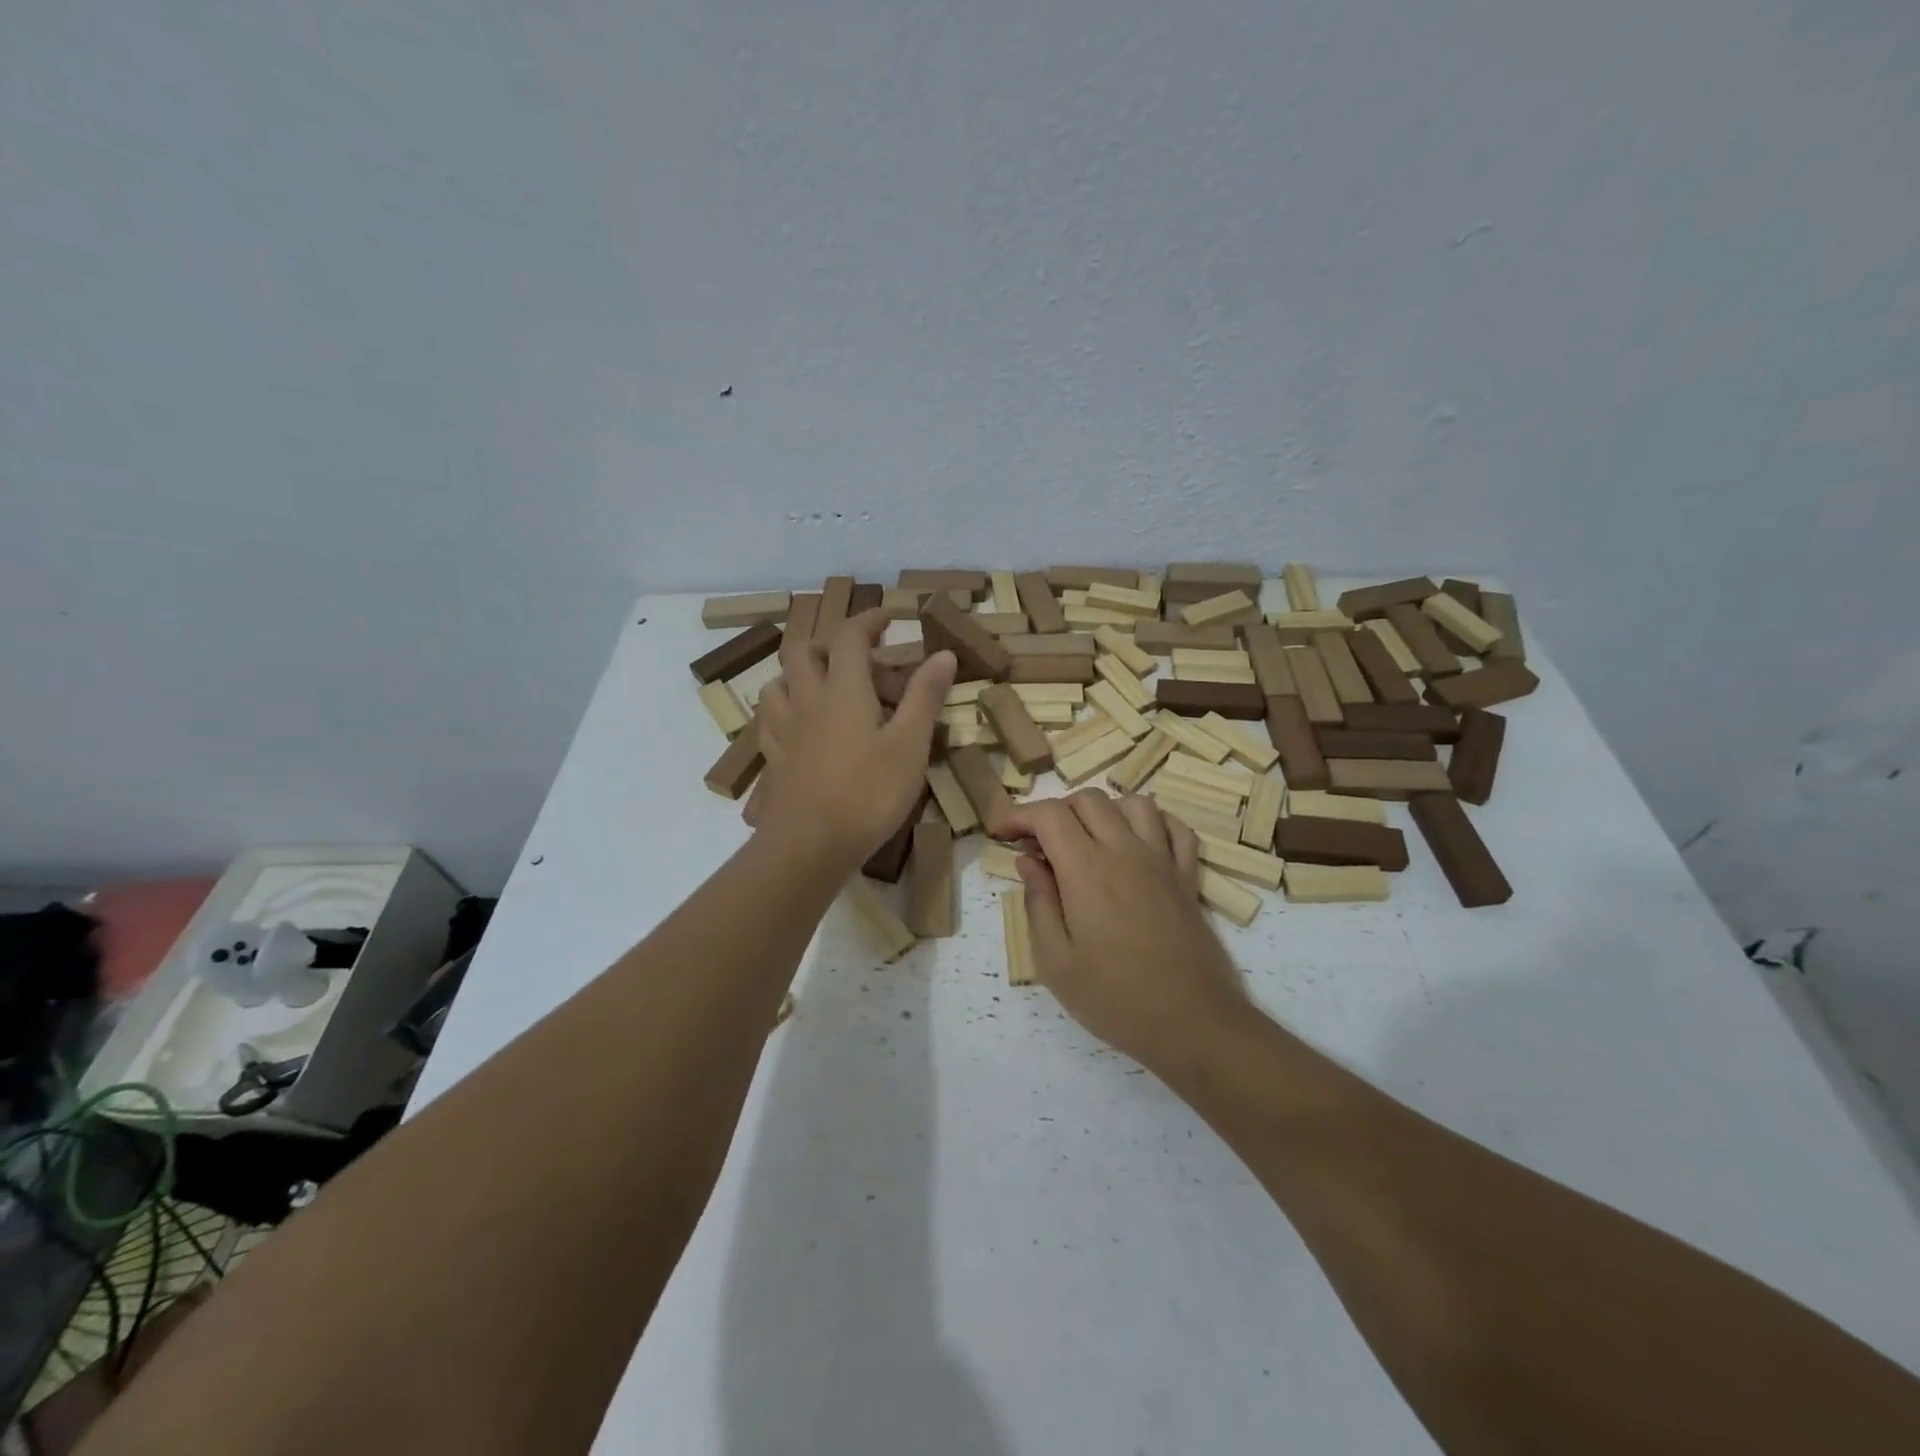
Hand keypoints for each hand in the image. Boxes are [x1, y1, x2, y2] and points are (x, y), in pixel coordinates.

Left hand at [752, 608, 955, 865]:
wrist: (809, 845)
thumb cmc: (868, 793)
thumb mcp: (910, 745)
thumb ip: (925, 696)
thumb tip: (943, 653)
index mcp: (844, 690)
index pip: (850, 636)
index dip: (869, 620)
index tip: (889, 617)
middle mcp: (808, 700)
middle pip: (804, 651)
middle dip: (830, 642)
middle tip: (857, 654)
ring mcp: (785, 730)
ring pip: (779, 683)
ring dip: (800, 673)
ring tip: (823, 686)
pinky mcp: (775, 759)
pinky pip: (771, 720)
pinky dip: (786, 710)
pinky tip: (799, 726)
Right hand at [1000, 790, 1246, 1071]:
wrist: (1192, 1023)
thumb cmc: (1114, 998)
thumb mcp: (1055, 961)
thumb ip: (1039, 902)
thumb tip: (1028, 861)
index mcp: (1087, 869)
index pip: (1049, 814)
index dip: (1020, 814)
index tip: (1002, 833)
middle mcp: (1126, 851)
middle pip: (1088, 800)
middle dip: (1055, 811)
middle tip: (1039, 846)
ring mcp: (1162, 860)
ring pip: (1133, 803)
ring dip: (1103, 811)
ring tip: (1087, 841)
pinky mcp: (1187, 877)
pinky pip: (1175, 828)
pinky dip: (1152, 822)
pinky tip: (1136, 843)